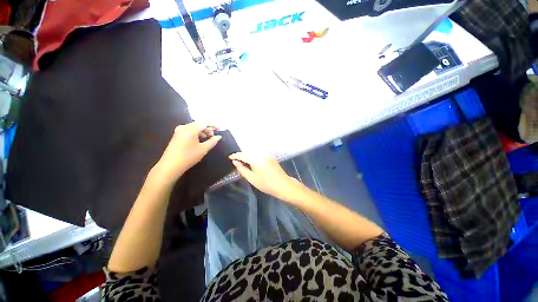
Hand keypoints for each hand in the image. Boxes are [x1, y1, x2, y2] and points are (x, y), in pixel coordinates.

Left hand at [154, 122, 220, 181]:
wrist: (171, 165)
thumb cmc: (189, 156)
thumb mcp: (203, 149)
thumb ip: (212, 141)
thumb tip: (219, 136)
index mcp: (191, 129)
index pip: (204, 123)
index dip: (213, 125)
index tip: (220, 129)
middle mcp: (184, 127)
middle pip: (199, 124)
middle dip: (207, 128)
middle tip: (214, 135)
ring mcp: (179, 130)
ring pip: (194, 127)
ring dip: (202, 131)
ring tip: (208, 138)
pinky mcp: (176, 135)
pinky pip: (189, 130)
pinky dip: (196, 133)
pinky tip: (199, 139)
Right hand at [229, 153, 304, 202]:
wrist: (283, 185)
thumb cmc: (266, 184)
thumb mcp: (252, 178)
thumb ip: (242, 169)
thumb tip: (235, 162)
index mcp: (256, 159)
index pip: (243, 155)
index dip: (235, 156)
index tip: (229, 157)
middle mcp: (261, 154)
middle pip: (248, 153)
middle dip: (241, 155)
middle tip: (235, 161)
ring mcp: (267, 155)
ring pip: (254, 153)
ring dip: (247, 156)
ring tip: (242, 162)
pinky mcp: (271, 157)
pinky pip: (259, 154)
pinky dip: (253, 157)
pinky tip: (251, 162)